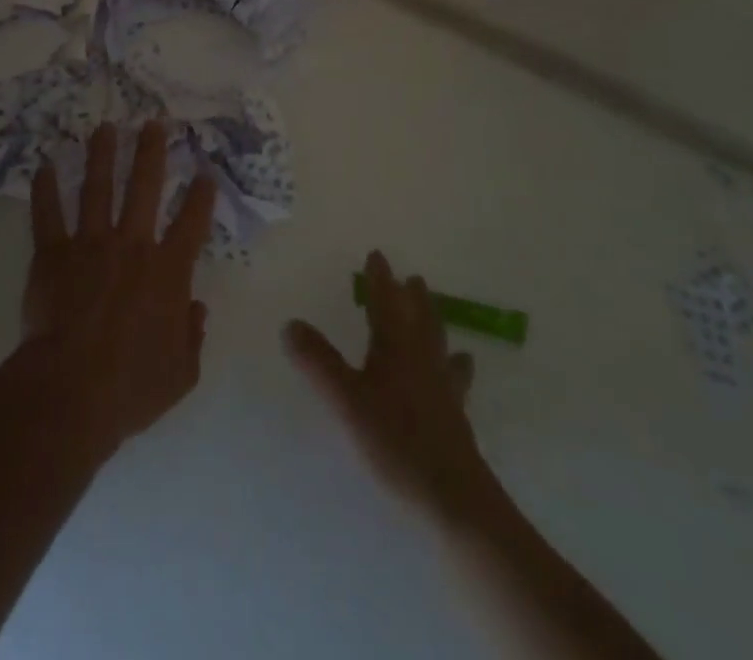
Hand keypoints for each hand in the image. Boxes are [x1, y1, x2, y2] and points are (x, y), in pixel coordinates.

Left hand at [22, 123, 216, 453]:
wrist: (71, 390)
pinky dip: (45, 189)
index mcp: (166, 271)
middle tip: (153, 123)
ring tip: (105, 127)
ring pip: (97, 188)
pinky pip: (48, 214)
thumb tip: (196, 309)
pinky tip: (44, 165)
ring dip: (101, 155)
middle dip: (150, 151)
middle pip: (144, 187)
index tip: (205, 173)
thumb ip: (192, 337)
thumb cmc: (131, 387)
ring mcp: (89, 244)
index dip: (201, 196)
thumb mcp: (180, 374)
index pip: (191, 223)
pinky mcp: (53, 253)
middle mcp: (131, 245)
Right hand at [285, 250, 486, 518]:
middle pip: (419, 318)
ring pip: (438, 343)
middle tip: (413, 279)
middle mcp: (422, 358)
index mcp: (395, 347)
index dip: (380, 279)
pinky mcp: (455, 415)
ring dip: (434, 323)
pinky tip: (462, 366)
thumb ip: (318, 362)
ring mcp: (443, 387)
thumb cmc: (395, 440)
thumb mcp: (346, 400)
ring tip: (436, 312)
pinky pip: (454, 376)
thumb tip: (290, 323)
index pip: (385, 302)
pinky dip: (454, 363)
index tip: (377, 255)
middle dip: (412, 296)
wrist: (453, 497)